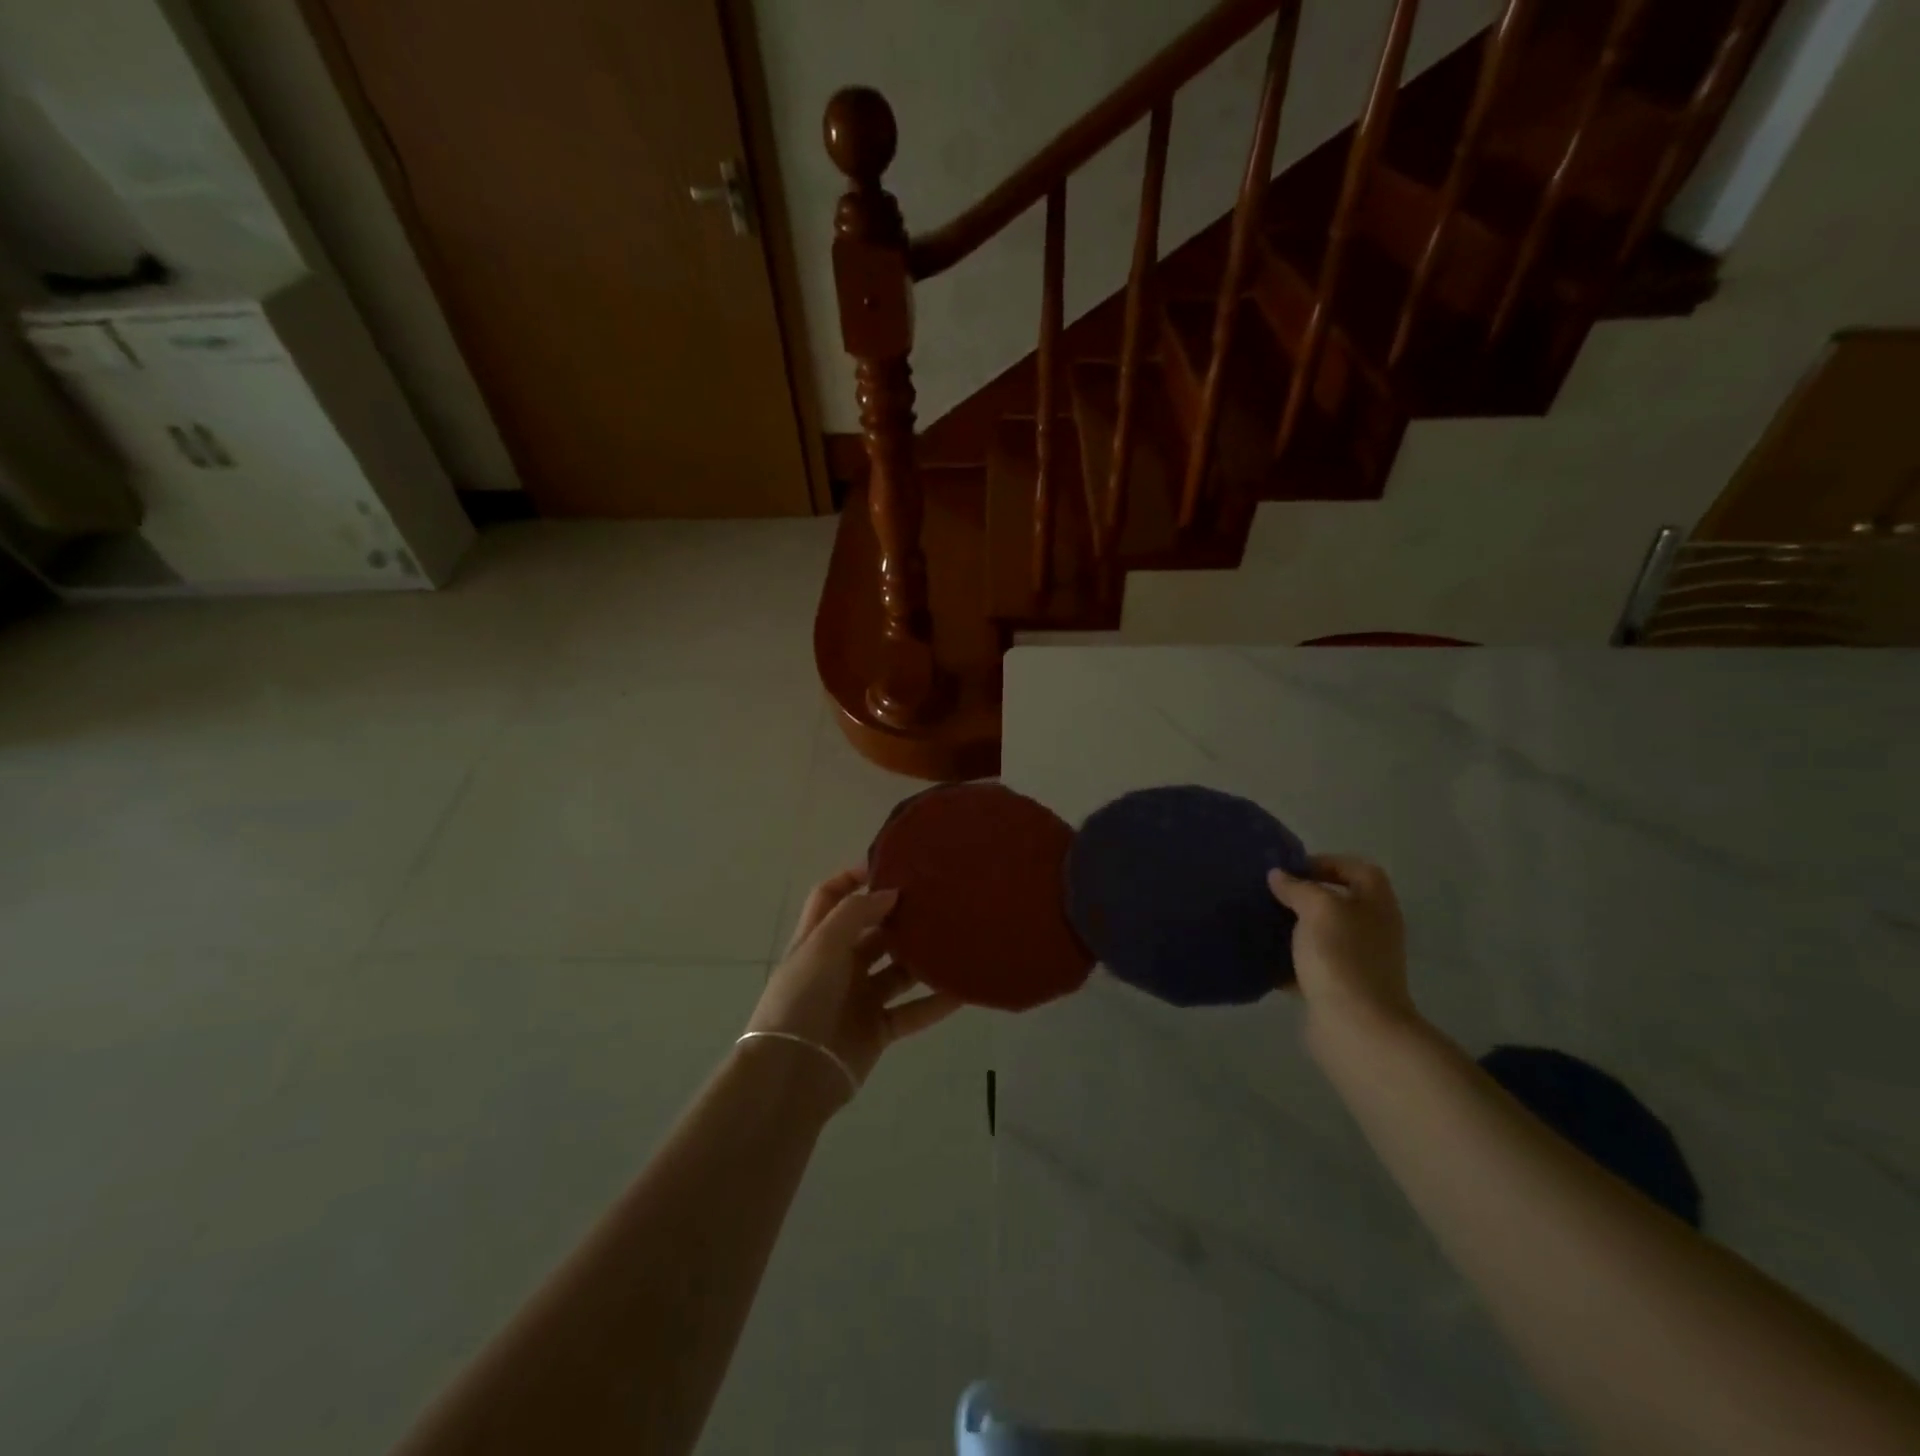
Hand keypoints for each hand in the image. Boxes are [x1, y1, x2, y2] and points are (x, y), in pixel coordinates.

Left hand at [743, 868, 961, 1107]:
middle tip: (937, 899)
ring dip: (922, 957)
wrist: (793, 1073)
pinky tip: (963, 989)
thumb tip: (891, 892)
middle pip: (872, 931)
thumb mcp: (822, 945)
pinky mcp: (877, 1029)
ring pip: (897, 970)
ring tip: (956, 938)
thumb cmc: (802, 998)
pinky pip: (912, 1011)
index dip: (853, 877)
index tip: (889, 865)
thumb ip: (856, 913)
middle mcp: (838, 964)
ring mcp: (859, 998)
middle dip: (899, 916)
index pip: (831, 896)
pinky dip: (936, 1002)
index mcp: (818, 940)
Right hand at [1267, 855, 1417, 1038]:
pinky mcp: (1339, 988)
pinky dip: (1289, 962)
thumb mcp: (1317, 908)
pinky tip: (1263, 959)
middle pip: (1339, 901)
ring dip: (1294, 929)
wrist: (1355, 1026)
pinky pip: (1311, 966)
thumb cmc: (1341, 956)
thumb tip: (1279, 876)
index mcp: (1376, 904)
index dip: (1327, 862)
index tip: (1291, 870)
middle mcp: (1372, 929)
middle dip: (1304, 896)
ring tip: (1262, 923)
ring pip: (1322, 934)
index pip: (1357, 869)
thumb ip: (1298, 887)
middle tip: (1270, 895)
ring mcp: (1358, 961)